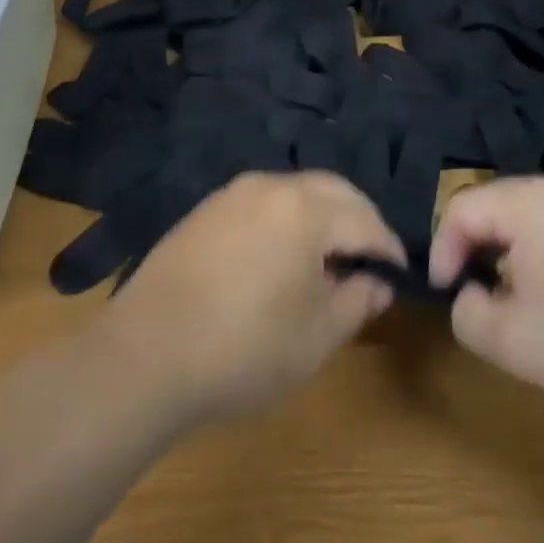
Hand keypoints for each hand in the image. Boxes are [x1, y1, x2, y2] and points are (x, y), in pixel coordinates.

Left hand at [102, 171, 404, 425]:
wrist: (145, 356)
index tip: (398, 274)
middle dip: (359, 219)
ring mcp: (234, 194)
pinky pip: (264, 201)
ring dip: (323, 215)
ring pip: (297, 190)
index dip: (387, 248)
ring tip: (329, 258)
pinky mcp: (207, 209)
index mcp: (305, 210)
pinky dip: (288, 218)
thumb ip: (357, 301)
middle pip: (333, 190)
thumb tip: (377, 282)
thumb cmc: (243, 350)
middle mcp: (271, 187)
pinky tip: (282, 255)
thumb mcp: (316, 337)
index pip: (365, 220)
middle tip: (369, 259)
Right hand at [429, 172, 543, 413]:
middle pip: (495, 206)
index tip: (446, 294)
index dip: (443, 249)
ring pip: (526, 216)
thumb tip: (469, 293)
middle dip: (476, 251)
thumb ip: (468, 314)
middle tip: (479, 299)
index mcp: (533, 200)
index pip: (463, 207)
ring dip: (509, 254)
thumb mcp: (517, 344)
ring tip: (517, 302)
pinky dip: (542, 253)